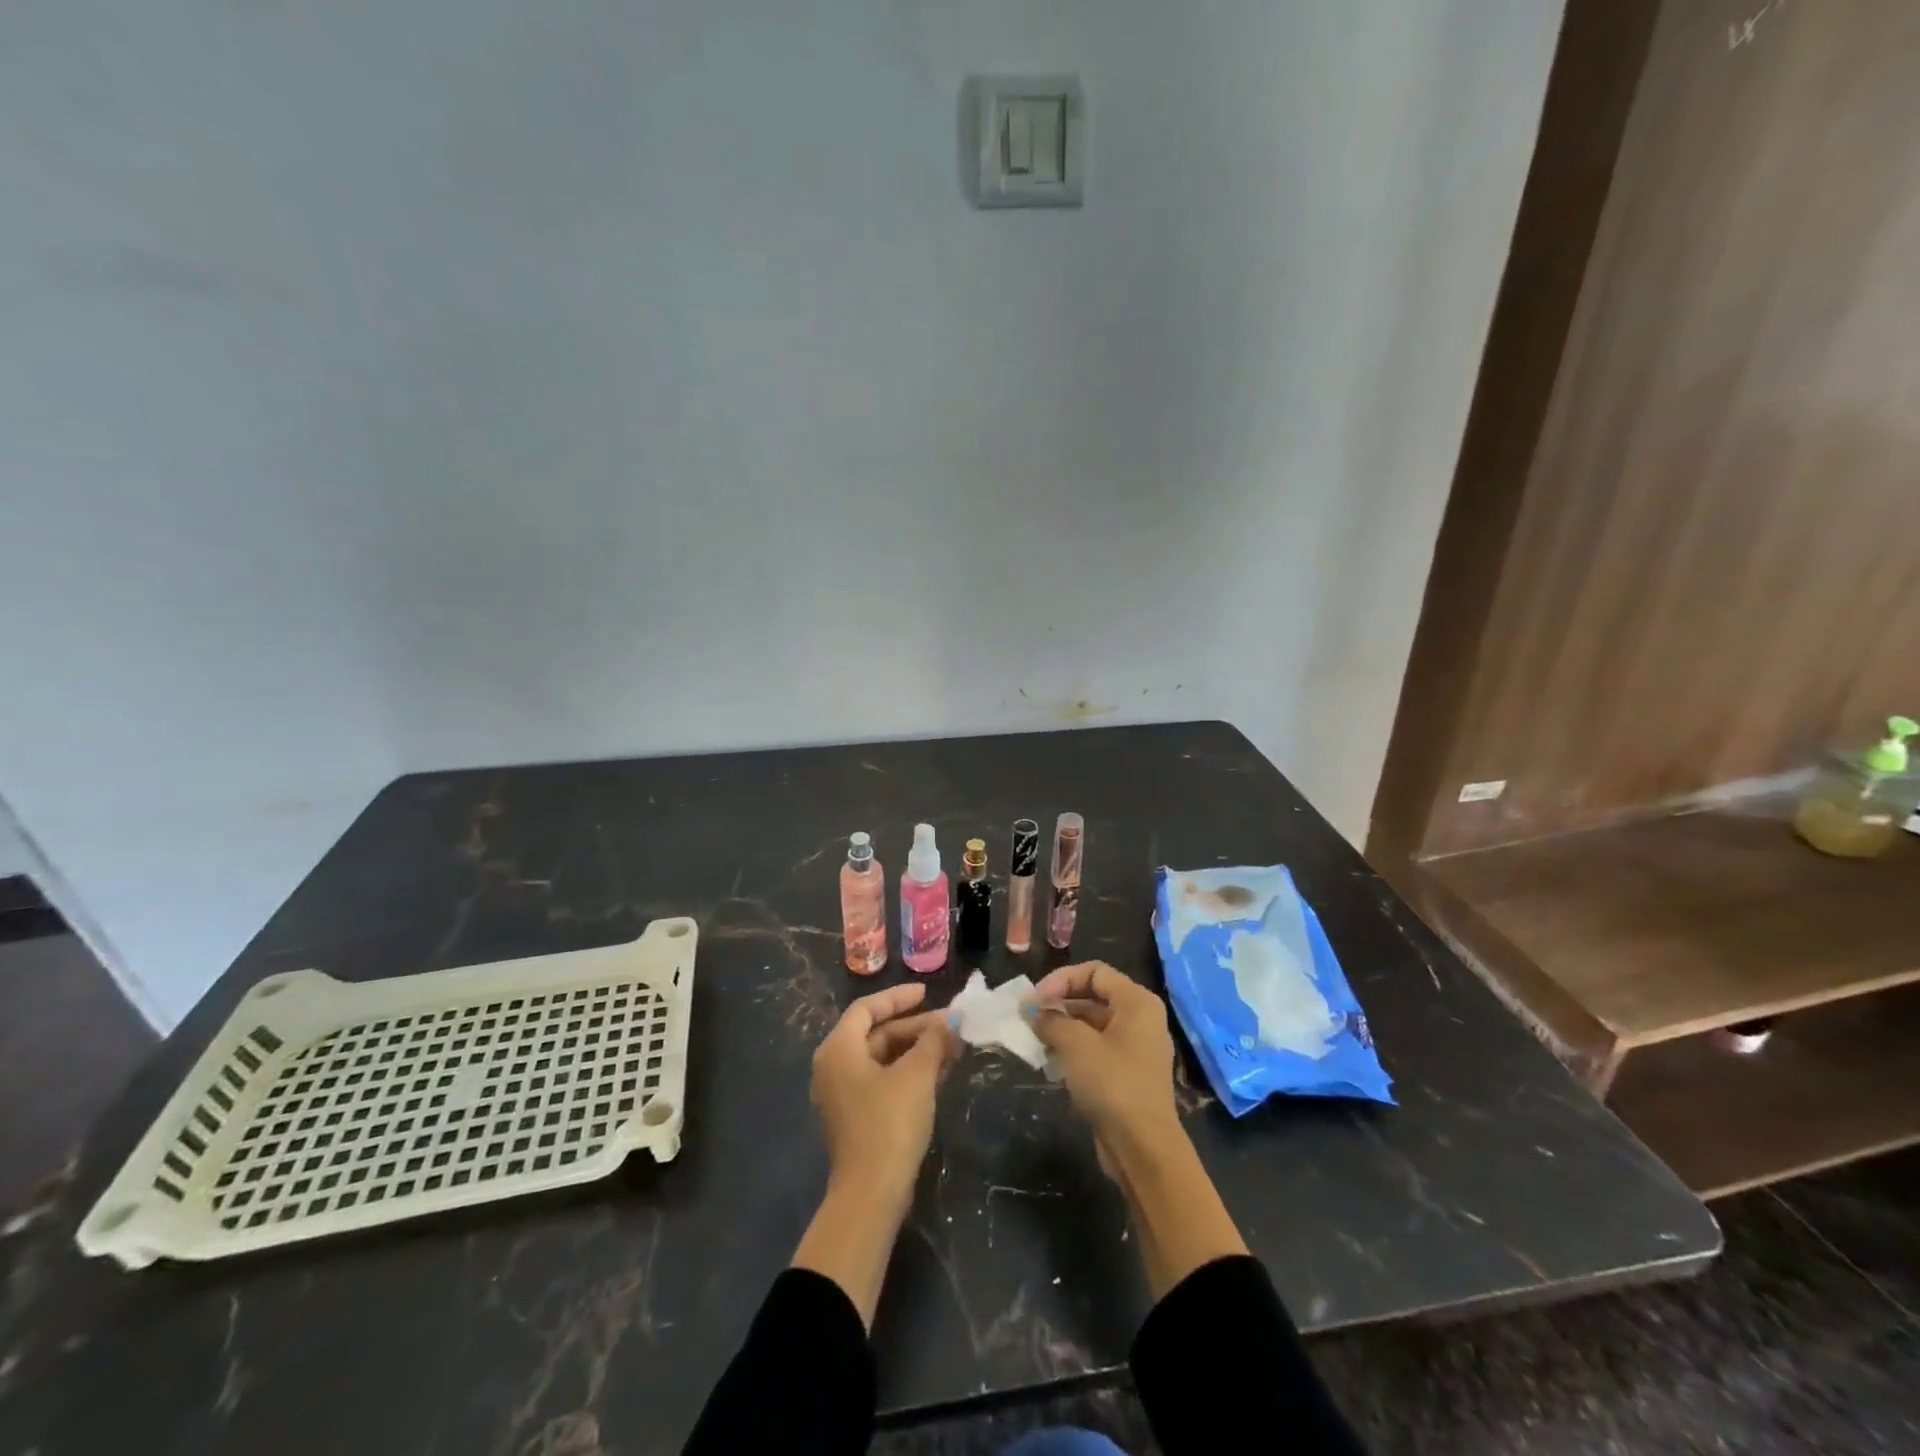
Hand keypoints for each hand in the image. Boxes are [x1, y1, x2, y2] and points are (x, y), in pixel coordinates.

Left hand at [810, 982, 955, 1207]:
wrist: (871, 1194)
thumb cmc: (889, 1122)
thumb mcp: (916, 1075)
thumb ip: (933, 1040)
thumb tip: (951, 1019)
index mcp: (838, 1049)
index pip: (867, 1009)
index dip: (898, 998)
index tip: (927, 992)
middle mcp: (834, 1067)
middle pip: (877, 1034)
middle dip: (916, 1027)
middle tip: (950, 1024)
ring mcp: (843, 1095)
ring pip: (883, 1059)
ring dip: (917, 1050)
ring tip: (953, 1046)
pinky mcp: (856, 1118)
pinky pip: (883, 1080)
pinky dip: (909, 1072)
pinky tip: (941, 1072)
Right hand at [1026, 961, 1181, 1168]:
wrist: (1143, 1149)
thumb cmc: (1112, 1084)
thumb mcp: (1075, 1045)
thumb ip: (1051, 1020)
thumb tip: (1034, 1012)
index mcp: (1137, 1002)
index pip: (1094, 971)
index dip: (1060, 980)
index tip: (1035, 1001)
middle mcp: (1141, 1019)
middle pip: (1093, 996)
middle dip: (1058, 1004)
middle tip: (1029, 1018)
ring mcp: (1136, 1048)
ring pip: (1092, 1025)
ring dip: (1062, 1028)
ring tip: (1036, 1040)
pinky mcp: (1127, 1075)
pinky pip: (1096, 1049)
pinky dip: (1073, 1050)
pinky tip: (1051, 1063)